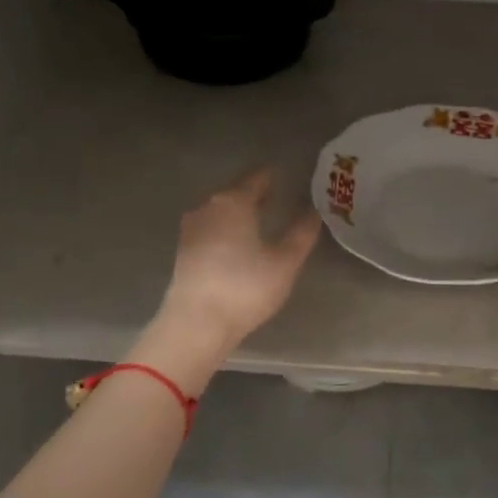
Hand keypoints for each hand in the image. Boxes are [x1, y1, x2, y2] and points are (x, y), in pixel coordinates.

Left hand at [157, 167, 320, 348]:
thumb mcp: (284, 262)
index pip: (256, 179)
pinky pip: (210, 229)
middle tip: (276, 196)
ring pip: (219, 211)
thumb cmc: (245, 287)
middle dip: (254, 194)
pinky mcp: (183, 251)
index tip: (284, 175)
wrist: (196, 323)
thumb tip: (314, 212)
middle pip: (234, 192)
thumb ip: (301, 234)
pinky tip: (236, 242)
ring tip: (258, 219)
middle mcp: (208, 207)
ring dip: (238, 212)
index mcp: (234, 202)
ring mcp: (191, 229)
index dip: (271, 176)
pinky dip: (225, 229)